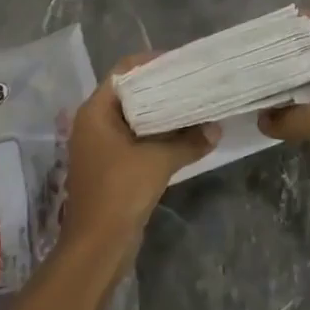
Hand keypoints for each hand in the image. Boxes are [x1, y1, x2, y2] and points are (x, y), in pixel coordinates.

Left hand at [60, 55, 217, 259]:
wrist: (97, 248)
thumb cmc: (119, 192)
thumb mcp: (158, 162)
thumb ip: (188, 142)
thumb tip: (216, 129)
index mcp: (95, 112)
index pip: (123, 72)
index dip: (150, 63)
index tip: (180, 62)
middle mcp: (94, 123)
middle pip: (129, 93)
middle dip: (160, 88)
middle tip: (191, 82)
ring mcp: (100, 146)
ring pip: (134, 118)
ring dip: (160, 113)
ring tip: (192, 104)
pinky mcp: (111, 166)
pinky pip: (136, 139)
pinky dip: (156, 134)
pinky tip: (183, 135)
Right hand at [259, 11, 309, 236]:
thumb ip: (288, 116)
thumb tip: (262, 118)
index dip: (305, 20)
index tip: (275, 20)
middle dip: (286, 54)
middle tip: (253, 53)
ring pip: (309, 91)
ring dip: (285, 88)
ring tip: (254, 83)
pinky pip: (308, 120)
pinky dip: (290, 118)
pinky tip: (267, 120)